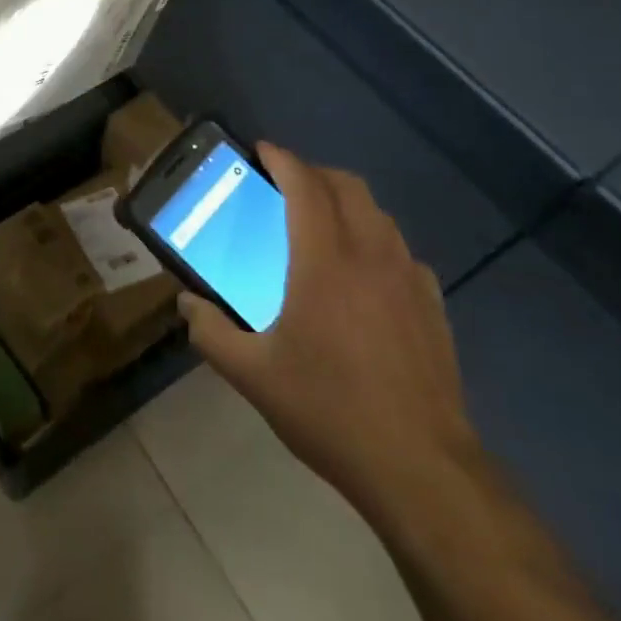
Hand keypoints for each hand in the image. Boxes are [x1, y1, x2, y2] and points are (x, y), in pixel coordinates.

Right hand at [179, 143, 480, 521]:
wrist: (421, 470)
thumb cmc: (330, 411)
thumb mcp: (253, 375)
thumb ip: (210, 332)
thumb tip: (186, 304)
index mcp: (324, 261)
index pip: (305, 185)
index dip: (282, 159)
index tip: (261, 151)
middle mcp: (370, 256)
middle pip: (348, 186)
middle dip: (314, 173)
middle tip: (285, 186)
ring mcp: (409, 279)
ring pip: (379, 215)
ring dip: (347, 203)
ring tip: (320, 225)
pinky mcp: (434, 307)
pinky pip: (402, 252)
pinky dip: (377, 241)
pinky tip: (363, 276)